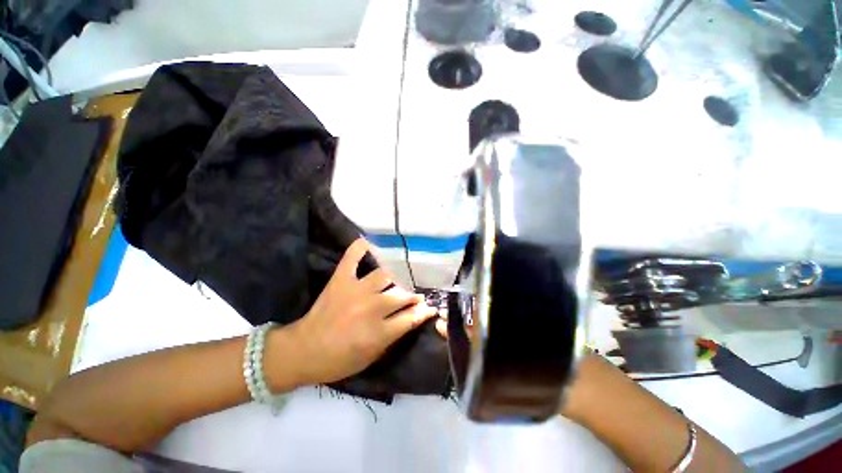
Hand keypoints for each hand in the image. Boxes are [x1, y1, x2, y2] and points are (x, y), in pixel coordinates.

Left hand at [286, 238, 438, 385]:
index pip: (411, 317)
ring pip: (386, 275)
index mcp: (378, 333)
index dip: (424, 311)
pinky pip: (352, 257)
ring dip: (397, 276)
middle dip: (414, 295)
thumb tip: (415, 317)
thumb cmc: (340, 360)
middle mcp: (370, 308)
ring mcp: (355, 290)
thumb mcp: (372, 357)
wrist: (303, 351)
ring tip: (401, 276)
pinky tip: (371, 243)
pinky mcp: (340, 280)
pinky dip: (361, 247)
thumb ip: (395, 336)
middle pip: (402, 295)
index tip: (430, 306)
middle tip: (416, 295)